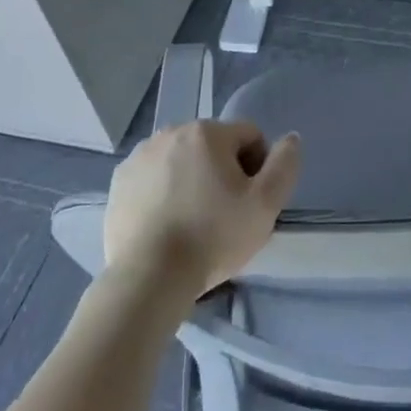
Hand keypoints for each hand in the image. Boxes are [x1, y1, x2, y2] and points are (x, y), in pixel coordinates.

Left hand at [103, 120, 301, 299]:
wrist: (148, 278)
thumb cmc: (212, 237)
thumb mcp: (265, 205)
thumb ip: (285, 165)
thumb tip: (291, 138)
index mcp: (208, 132)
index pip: (249, 136)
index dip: (258, 167)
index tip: (250, 202)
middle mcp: (172, 132)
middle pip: (214, 146)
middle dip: (223, 172)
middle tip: (224, 214)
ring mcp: (141, 155)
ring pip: (182, 160)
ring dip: (192, 179)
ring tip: (193, 220)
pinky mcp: (119, 181)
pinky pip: (153, 176)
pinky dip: (163, 191)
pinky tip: (166, 222)